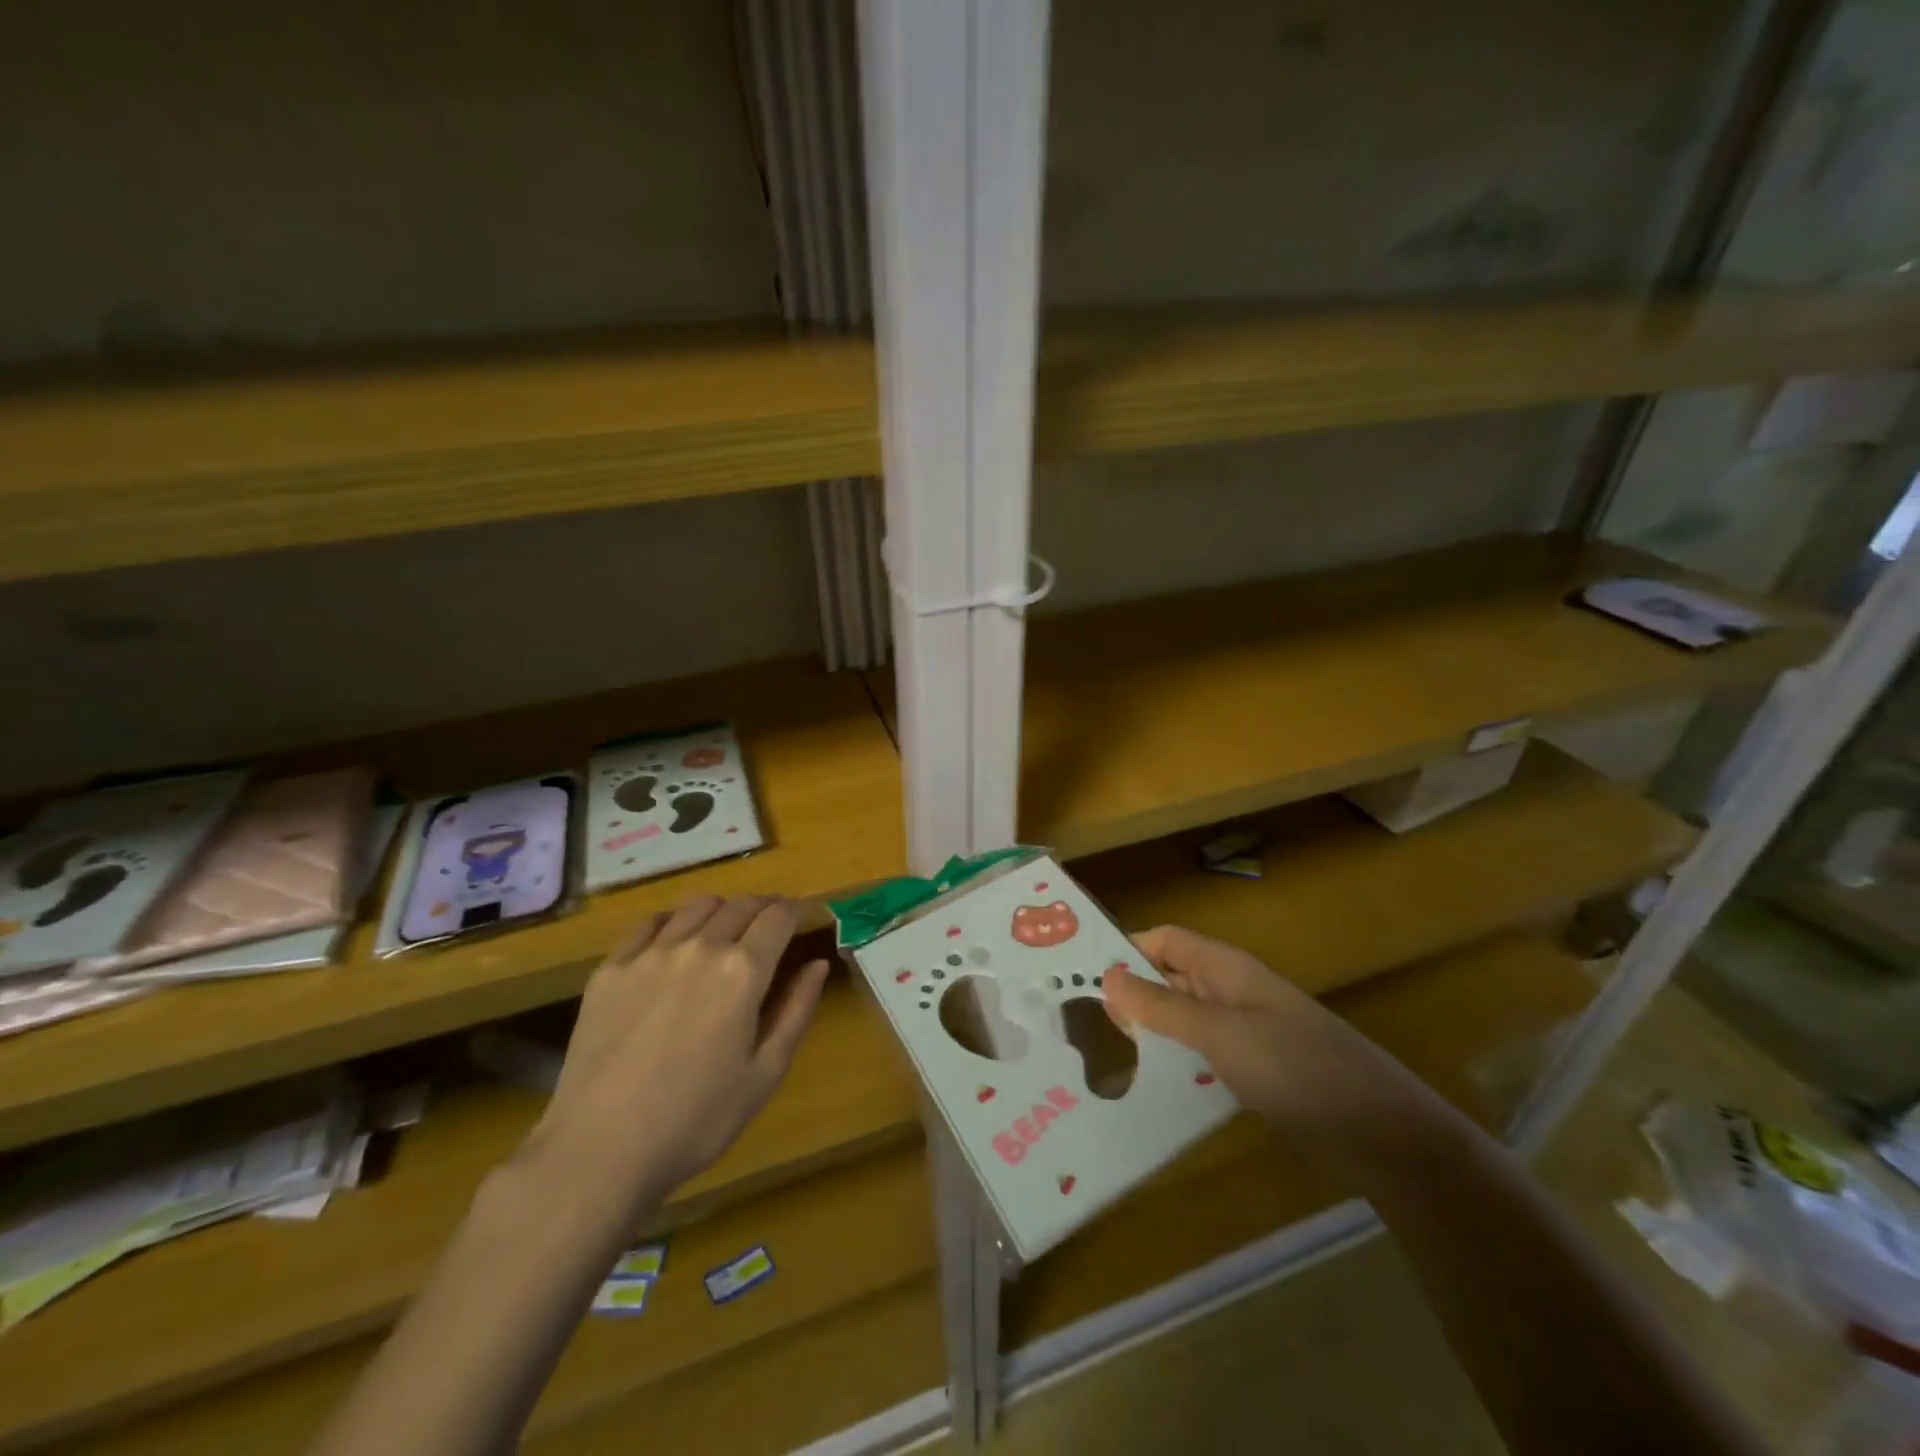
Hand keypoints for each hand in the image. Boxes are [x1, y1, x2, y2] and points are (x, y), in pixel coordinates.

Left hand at [518, 894, 829, 1222]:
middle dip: (764, 907)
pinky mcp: (610, 969)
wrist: (599, 1150)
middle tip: (771, 923)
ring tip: (726, 928)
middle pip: (740, 905)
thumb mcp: (764, 1073)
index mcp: (742, 971)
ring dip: (722, 909)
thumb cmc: (696, 1120)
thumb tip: (818, 964)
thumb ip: (796, 1011)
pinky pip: (648, 924)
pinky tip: (675, 940)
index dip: (796, 909)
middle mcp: (699, 947)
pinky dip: (673, 921)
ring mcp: (650, 954)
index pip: (778, 917)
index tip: (803, 913)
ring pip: (696, 906)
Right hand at [1103, 924, 1444, 1170]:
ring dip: (1147, 1030)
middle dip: (1127, 993)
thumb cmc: (1298, 1068)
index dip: (1122, 951)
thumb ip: (1163, 1006)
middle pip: (1168, 977)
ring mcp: (1244, 1031)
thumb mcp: (1223, 1034)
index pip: (1162, 941)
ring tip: (1096, 1055)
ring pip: (1182, 1019)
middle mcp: (1230, 991)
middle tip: (1073, 1022)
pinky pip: (1201, 1054)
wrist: (1384, 1133)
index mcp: (1225, 968)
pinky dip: (1173, 1062)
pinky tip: (1146, 1087)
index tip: (1076, 977)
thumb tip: (1105, 975)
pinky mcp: (1254, 1069)